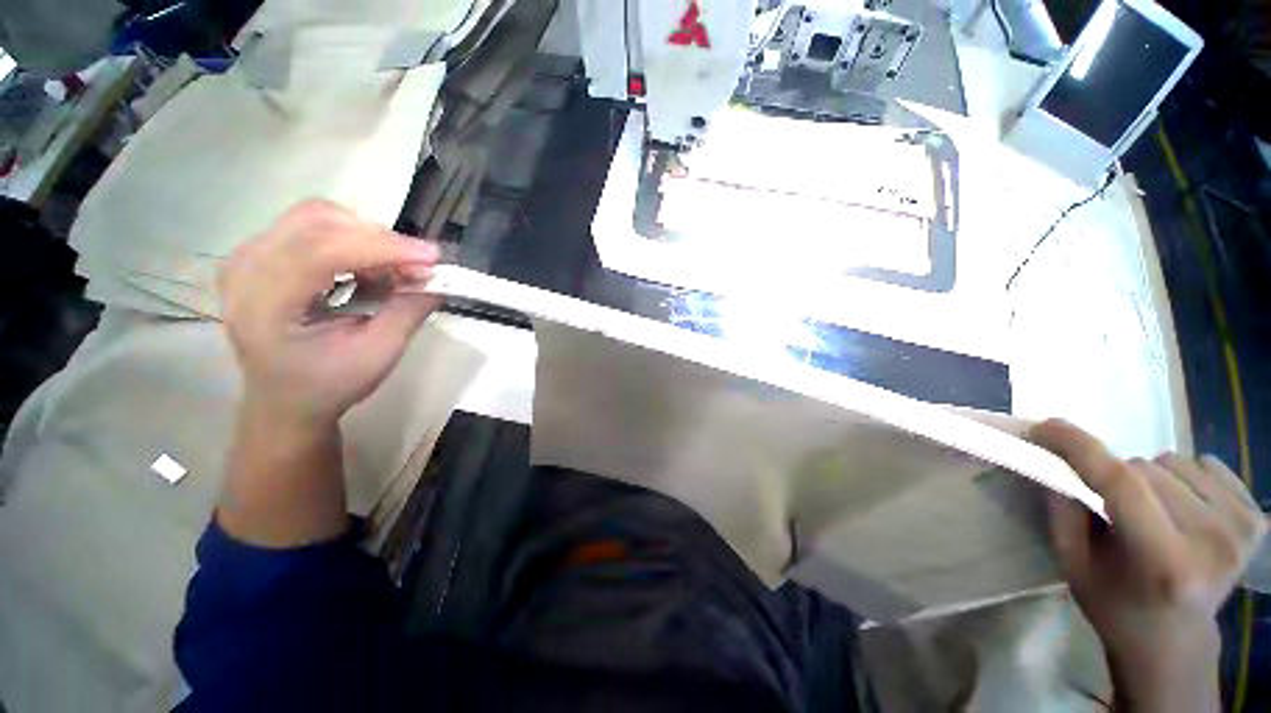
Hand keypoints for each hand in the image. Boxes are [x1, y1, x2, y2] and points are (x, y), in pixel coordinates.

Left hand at [220, 200, 442, 429]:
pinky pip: (312, 227)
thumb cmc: (329, 384)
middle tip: (419, 267)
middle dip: (379, 239)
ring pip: (317, 217)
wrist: (285, 401)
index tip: (432, 258)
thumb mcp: (377, 356)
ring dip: (367, 238)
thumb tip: (437, 278)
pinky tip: (370, 269)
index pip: (321, 251)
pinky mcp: (261, 253)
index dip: (382, 247)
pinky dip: (353, 241)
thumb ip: (407, 312)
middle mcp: (245, 269)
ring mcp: (248, 257)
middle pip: (317, 222)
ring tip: (395, 270)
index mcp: (263, 305)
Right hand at [1032, 419, 1265, 711]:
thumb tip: (1054, 458)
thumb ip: (1064, 511)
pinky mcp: (1256, 518)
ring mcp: (1240, 528)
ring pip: (1175, 462)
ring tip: (1151, 511)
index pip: (1122, 485)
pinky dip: (1185, 476)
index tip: (1046, 426)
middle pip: (1146, 470)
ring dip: (1150, 477)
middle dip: (1117, 477)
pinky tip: (1183, 507)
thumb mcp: (1074, 565)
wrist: (1174, 640)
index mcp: (1164, 563)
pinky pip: (1208, 465)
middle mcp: (1211, 542)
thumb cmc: (1115, 605)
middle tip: (1113, 508)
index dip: (1081, 448)